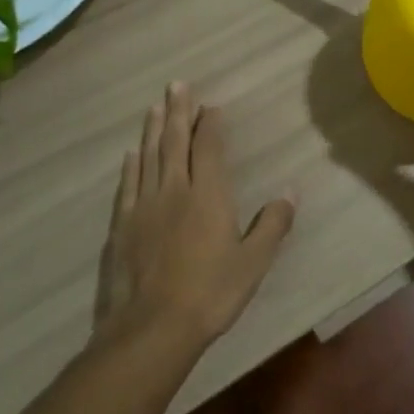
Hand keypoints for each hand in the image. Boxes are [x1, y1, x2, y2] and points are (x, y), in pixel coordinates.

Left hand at [95, 83, 295, 347]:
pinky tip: (131, 154)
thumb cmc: (210, 294)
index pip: (209, 148)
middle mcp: (174, 190)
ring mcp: (144, 206)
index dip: (210, 124)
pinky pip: (127, 185)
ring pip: (149, 157)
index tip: (210, 105)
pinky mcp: (122, 226)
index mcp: (208, 196)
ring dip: (153, 130)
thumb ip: (273, 225)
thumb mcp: (253, 263)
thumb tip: (291, 191)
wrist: (151, 328)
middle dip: (178, 112)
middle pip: (175, 142)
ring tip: (155, 107)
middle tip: (176, 85)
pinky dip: (131, 166)